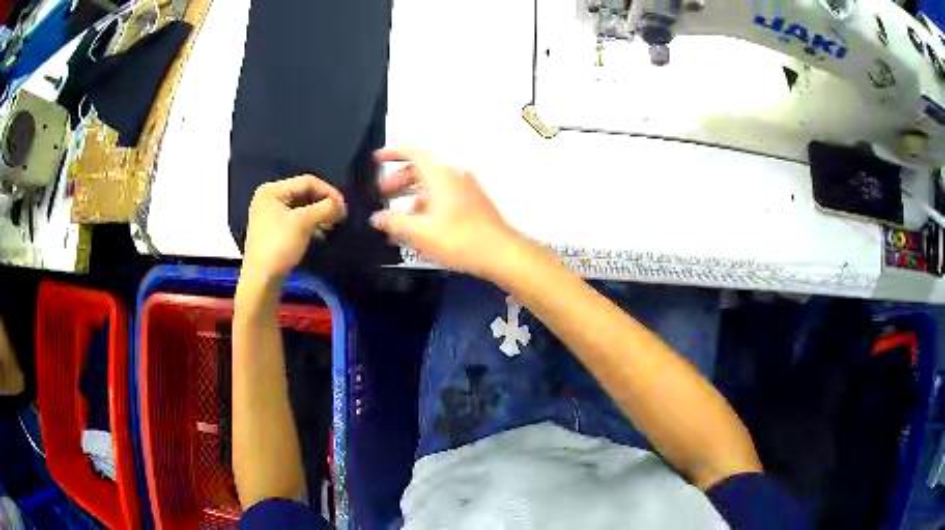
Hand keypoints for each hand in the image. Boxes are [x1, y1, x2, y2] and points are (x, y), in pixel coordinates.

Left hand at [243, 175, 345, 280]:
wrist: (261, 280)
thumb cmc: (279, 246)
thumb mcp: (304, 223)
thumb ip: (325, 208)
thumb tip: (341, 206)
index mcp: (272, 190)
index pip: (307, 181)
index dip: (328, 191)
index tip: (344, 207)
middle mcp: (269, 198)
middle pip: (304, 193)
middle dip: (323, 204)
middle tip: (340, 216)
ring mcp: (270, 215)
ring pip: (301, 208)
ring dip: (319, 215)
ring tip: (333, 226)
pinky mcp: (274, 231)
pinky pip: (296, 220)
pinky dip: (310, 224)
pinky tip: (321, 233)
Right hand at [371, 148, 518, 278]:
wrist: (501, 253)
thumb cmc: (460, 239)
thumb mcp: (420, 232)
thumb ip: (394, 222)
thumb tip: (377, 218)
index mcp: (441, 175)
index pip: (414, 153)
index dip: (394, 153)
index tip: (377, 159)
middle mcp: (455, 176)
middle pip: (422, 171)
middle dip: (399, 181)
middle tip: (382, 194)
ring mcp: (466, 190)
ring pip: (433, 187)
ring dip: (412, 199)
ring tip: (397, 219)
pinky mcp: (473, 205)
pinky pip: (444, 199)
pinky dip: (428, 208)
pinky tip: (419, 231)